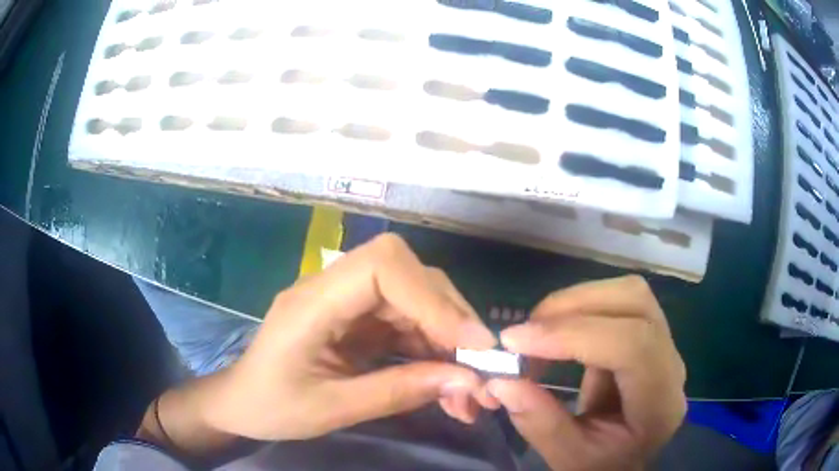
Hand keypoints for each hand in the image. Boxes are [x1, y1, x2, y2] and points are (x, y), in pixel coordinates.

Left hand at [201, 234, 495, 440]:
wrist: (241, 403)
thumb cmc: (272, 407)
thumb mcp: (332, 409)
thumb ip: (397, 391)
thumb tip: (466, 380)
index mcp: (311, 304)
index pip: (381, 266)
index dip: (432, 297)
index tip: (470, 343)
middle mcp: (331, 288)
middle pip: (407, 275)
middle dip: (450, 318)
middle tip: (477, 366)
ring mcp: (345, 301)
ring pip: (414, 297)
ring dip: (448, 337)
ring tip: (467, 385)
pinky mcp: (356, 317)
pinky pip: (406, 321)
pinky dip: (433, 348)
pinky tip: (445, 379)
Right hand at [487, 276, 686, 470]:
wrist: (627, 460)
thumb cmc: (603, 463)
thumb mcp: (568, 458)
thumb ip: (539, 423)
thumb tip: (501, 380)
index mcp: (660, 403)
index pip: (633, 345)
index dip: (574, 335)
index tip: (515, 342)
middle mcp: (671, 363)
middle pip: (635, 302)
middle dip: (574, 306)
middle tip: (525, 333)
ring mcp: (663, 343)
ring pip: (627, 293)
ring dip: (575, 302)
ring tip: (537, 331)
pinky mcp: (646, 334)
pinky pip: (615, 302)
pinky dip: (579, 308)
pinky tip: (556, 333)